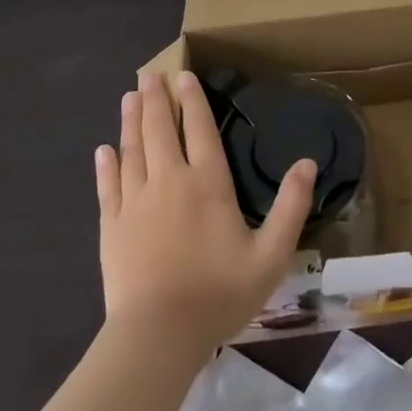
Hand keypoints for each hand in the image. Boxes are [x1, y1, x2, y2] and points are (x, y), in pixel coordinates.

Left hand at [95, 71, 315, 348]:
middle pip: (159, 129)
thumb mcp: (271, 255)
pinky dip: (106, 165)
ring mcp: (136, 202)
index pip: (199, 128)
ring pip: (132, 149)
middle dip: (155, 99)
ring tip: (129, 96)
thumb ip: (291, 207)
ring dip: (131, 121)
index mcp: (208, 183)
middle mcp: (169, 180)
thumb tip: (308, 163)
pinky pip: (108, 185)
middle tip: (149, 74)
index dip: (192, 100)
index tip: (183, 75)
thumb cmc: (219, 293)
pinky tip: (103, 150)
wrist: (158, 336)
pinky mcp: (112, 226)